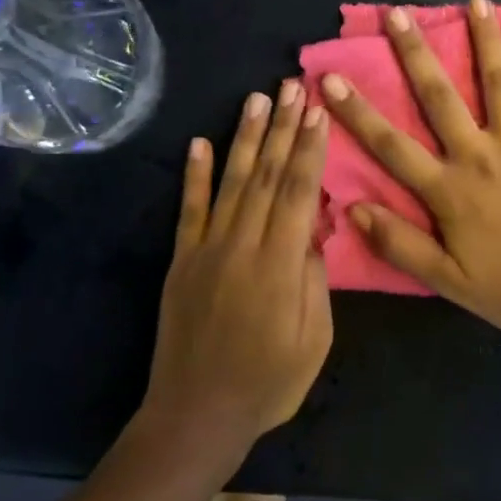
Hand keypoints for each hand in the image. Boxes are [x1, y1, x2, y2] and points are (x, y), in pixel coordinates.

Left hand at [142, 81, 332, 461]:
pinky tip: (200, 142)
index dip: (310, 149)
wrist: (197, 414)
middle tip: (293, 86)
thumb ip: (315, 278)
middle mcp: (242, 245)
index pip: (299, 192)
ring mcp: (206, 250)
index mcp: (280, 264)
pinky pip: (189, 210)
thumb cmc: (269, 382)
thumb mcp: (315, 338)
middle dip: (283, 128)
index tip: (319, 112)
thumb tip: (316, 227)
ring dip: (245, 138)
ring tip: (257, 98)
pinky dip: (194, 174)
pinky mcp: (182, 260)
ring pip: (231, 182)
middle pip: (267, 176)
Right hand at [320, 0, 500, 334]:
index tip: (331, 78)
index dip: (357, 112)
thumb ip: (399, 244)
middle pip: (440, 97)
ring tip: (476, 2)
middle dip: (415, 54)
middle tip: (397, 14)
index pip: (391, 145)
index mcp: (449, 188)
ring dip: (487, 41)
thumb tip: (352, 209)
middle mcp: (480, 154)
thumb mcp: (447, 280)